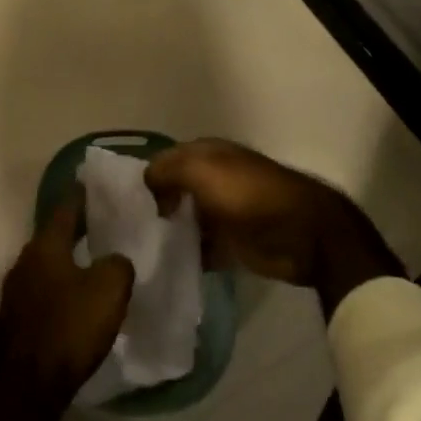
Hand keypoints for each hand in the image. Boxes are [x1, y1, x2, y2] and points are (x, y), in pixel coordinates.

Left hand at [0, 189, 134, 402]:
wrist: (26, 388)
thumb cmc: (69, 327)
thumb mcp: (109, 290)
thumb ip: (118, 264)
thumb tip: (115, 261)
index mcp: (46, 243)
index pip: (66, 206)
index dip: (83, 194)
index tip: (96, 185)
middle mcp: (26, 259)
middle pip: (55, 235)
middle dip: (77, 229)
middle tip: (104, 224)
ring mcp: (17, 291)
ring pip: (49, 264)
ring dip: (69, 261)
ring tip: (95, 263)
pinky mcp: (17, 321)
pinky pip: (45, 291)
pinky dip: (62, 288)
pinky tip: (79, 301)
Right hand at [144, 139, 402, 316]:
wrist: (302, 233)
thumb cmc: (248, 194)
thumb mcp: (202, 171)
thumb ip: (167, 171)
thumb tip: (143, 182)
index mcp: (205, 153)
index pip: (163, 161)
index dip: (142, 179)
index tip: (117, 205)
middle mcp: (211, 177)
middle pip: (172, 191)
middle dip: (151, 207)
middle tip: (122, 233)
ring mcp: (222, 211)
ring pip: (184, 219)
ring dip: (167, 233)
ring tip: (137, 254)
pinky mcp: (231, 243)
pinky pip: (200, 247)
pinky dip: (185, 255)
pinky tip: (165, 268)